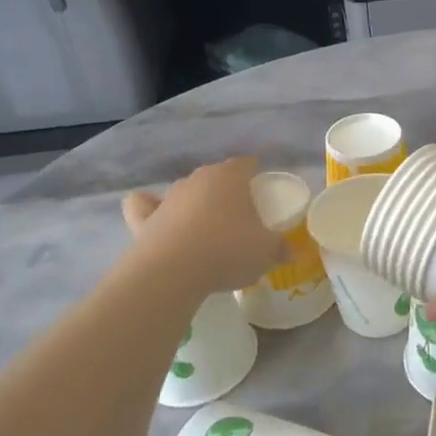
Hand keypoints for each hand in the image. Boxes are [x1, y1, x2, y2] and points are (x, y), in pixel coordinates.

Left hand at [121, 157, 283, 296]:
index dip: (255, 176)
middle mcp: (198, 179)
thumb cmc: (228, 250)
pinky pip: (144, 205)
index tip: (263, 194)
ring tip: (206, 229)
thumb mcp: (266, 252)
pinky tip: (157, 218)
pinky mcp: (143, 218)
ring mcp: (168, 197)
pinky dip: (149, 208)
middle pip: (216, 177)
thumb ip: (280, 248)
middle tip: (240, 218)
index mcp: (230, 177)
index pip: (246, 164)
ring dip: (195, 204)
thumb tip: (292, 251)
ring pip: (186, 191)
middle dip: (227, 192)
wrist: (173, 271)